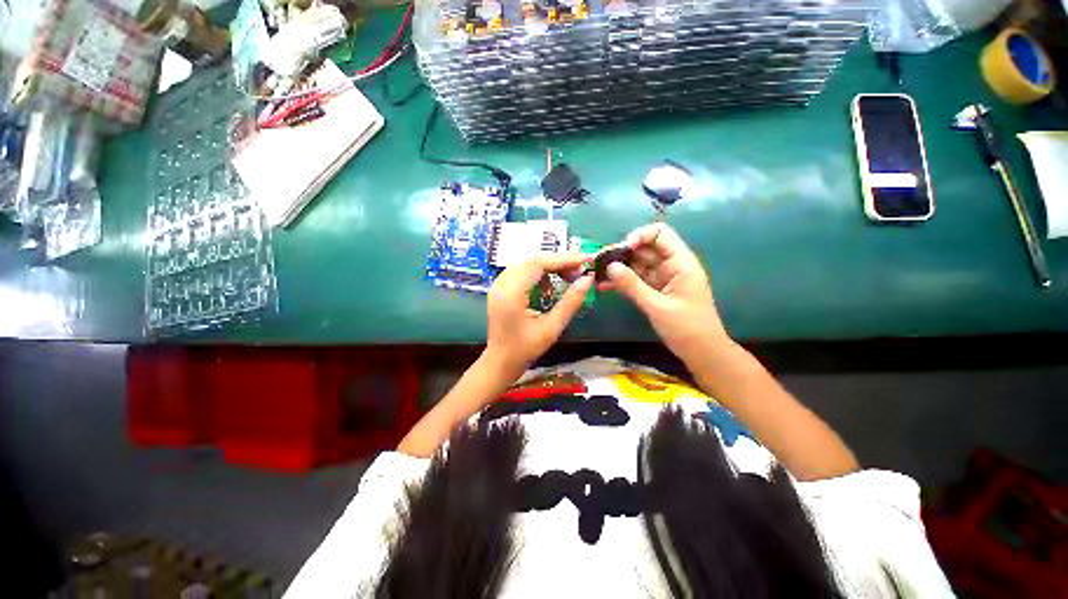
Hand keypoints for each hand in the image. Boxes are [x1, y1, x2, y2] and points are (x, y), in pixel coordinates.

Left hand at [486, 253, 592, 375]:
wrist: (500, 361)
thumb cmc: (525, 349)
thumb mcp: (552, 328)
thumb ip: (570, 302)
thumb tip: (588, 280)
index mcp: (511, 293)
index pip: (537, 264)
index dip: (563, 259)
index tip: (585, 260)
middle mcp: (501, 284)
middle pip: (532, 260)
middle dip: (558, 261)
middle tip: (580, 269)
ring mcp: (498, 285)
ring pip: (527, 264)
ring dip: (549, 266)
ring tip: (569, 275)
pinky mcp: (500, 288)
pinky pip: (522, 271)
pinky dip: (539, 273)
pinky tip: (551, 284)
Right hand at [600, 223, 730, 366]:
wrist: (702, 353)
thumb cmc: (687, 328)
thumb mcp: (657, 307)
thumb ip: (633, 285)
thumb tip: (610, 266)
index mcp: (680, 263)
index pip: (660, 234)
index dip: (639, 236)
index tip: (621, 250)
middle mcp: (671, 265)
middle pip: (644, 248)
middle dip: (622, 253)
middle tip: (599, 262)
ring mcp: (662, 278)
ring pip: (637, 264)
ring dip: (618, 268)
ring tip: (596, 274)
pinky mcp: (655, 290)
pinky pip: (636, 280)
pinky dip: (621, 281)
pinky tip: (604, 286)